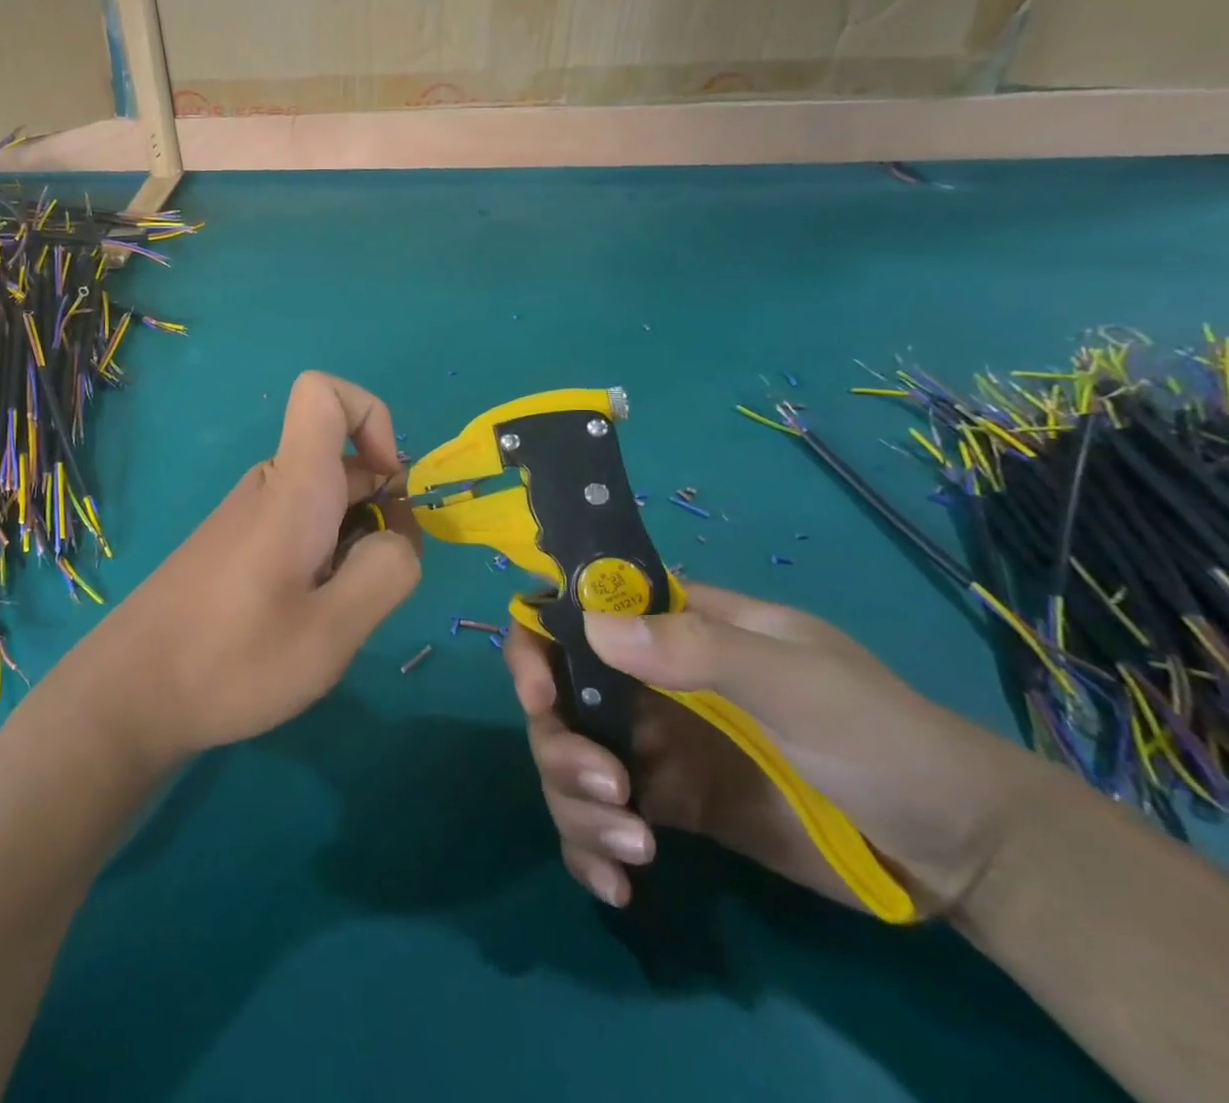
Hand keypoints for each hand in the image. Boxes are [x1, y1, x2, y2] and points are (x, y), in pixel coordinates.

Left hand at [77, 371, 420, 765]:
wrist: (128, 693)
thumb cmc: (231, 660)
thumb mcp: (331, 630)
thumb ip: (386, 572)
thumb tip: (398, 536)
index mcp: (293, 486)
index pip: (324, 393)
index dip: (373, 418)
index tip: (388, 488)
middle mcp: (268, 486)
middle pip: (344, 462)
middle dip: (380, 513)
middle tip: (362, 592)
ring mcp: (248, 516)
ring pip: (326, 503)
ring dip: (351, 547)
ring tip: (329, 618)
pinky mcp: (235, 546)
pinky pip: (298, 528)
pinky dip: (322, 561)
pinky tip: (300, 621)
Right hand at [504, 582, 1045, 915]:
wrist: (962, 854)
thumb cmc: (883, 738)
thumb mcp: (798, 683)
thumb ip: (700, 649)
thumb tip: (594, 627)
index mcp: (671, 629)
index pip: (575, 614)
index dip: (537, 644)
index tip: (539, 697)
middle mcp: (647, 681)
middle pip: (558, 698)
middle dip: (560, 745)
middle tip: (606, 792)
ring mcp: (655, 745)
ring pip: (568, 761)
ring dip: (574, 805)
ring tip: (631, 848)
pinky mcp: (669, 807)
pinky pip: (599, 819)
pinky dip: (590, 849)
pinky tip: (618, 885)